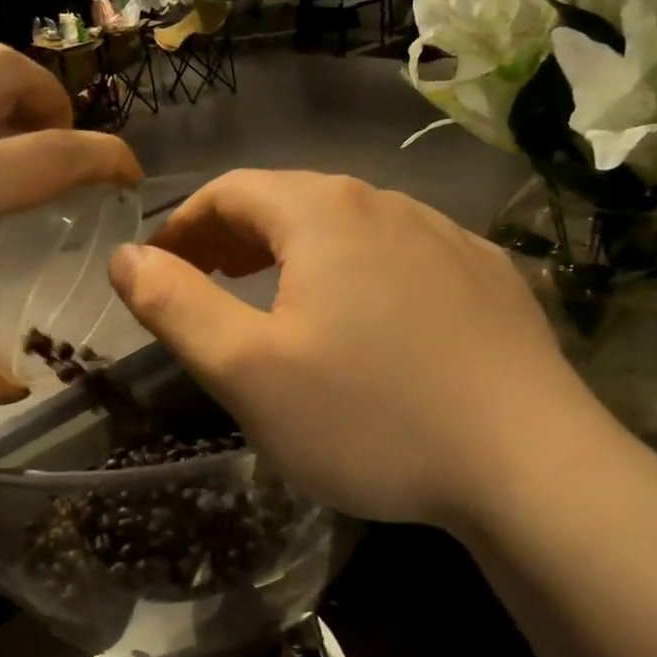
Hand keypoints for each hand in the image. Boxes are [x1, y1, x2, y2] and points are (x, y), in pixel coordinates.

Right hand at [110, 170, 604, 527]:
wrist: (531, 464)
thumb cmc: (370, 415)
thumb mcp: (247, 370)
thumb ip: (175, 305)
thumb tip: (125, 256)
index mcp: (323, 213)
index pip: (229, 191)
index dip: (183, 224)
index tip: (161, 267)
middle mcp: (386, 203)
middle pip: (288, 201)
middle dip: (235, 237)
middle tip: (207, 283)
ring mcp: (446, 234)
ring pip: (348, 227)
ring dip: (297, 254)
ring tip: (278, 299)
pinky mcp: (486, 274)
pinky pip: (401, 255)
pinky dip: (359, 274)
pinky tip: (368, 322)